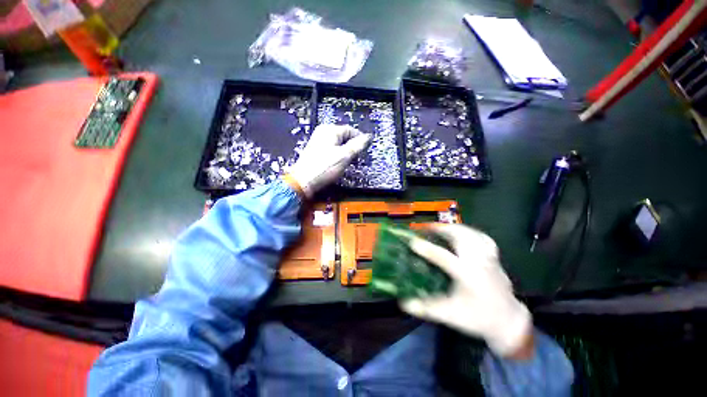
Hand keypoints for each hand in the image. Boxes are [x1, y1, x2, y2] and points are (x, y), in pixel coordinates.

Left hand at [287, 125, 370, 197]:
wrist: (304, 181)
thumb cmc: (324, 168)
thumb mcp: (345, 156)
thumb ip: (357, 145)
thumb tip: (368, 137)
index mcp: (330, 130)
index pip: (350, 130)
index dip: (360, 139)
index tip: (365, 149)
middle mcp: (323, 132)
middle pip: (344, 136)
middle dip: (352, 146)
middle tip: (357, 157)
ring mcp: (318, 141)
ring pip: (338, 144)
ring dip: (345, 151)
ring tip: (349, 162)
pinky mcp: (316, 150)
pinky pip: (331, 149)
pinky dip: (337, 155)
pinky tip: (338, 163)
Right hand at [401, 224, 532, 357]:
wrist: (509, 322)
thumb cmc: (479, 319)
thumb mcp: (450, 315)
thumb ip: (427, 308)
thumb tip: (404, 303)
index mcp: (468, 275)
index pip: (444, 257)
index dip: (427, 248)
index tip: (412, 241)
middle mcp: (479, 262)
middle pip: (461, 236)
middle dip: (442, 229)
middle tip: (427, 228)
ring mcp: (489, 257)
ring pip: (472, 234)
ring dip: (455, 228)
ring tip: (441, 227)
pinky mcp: (494, 258)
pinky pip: (483, 238)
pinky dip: (471, 233)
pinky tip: (463, 233)